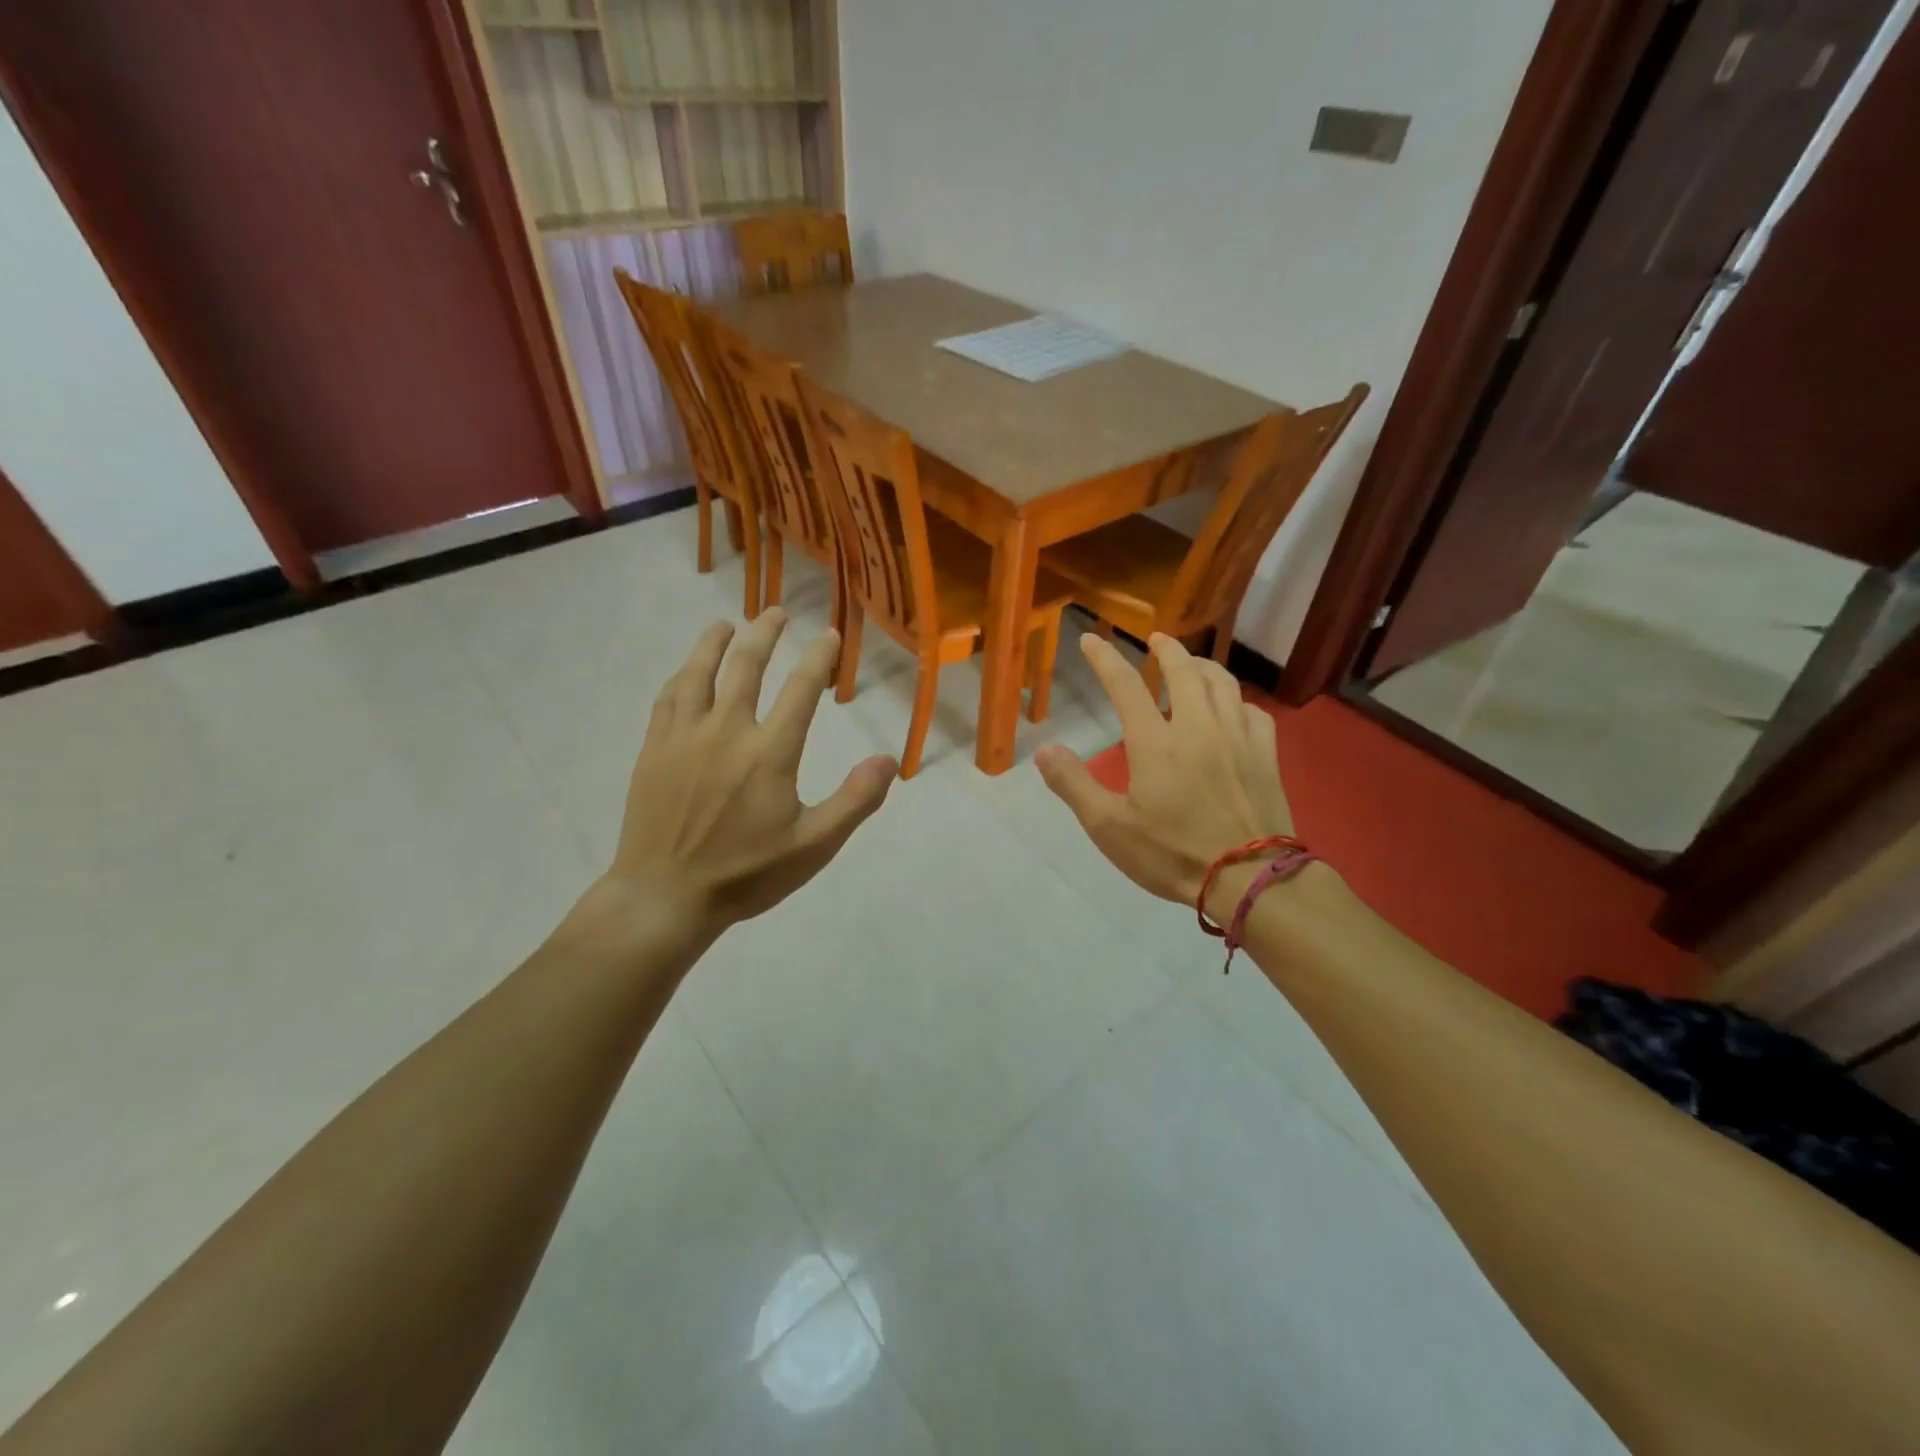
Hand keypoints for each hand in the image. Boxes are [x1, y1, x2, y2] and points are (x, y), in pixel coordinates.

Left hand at [600, 610, 897, 942]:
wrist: (665, 896)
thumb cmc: (746, 874)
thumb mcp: (814, 846)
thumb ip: (854, 800)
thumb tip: (888, 760)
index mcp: (769, 752)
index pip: (801, 689)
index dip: (818, 658)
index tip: (829, 635)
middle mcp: (727, 731)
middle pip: (746, 666)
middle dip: (764, 634)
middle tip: (776, 612)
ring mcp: (685, 737)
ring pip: (699, 673)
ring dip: (715, 643)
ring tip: (726, 624)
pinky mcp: (655, 750)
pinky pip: (668, 699)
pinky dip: (682, 677)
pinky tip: (686, 672)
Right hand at [1035, 633, 1291, 911]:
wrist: (1248, 878)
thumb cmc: (1172, 854)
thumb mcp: (1108, 827)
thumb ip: (1073, 785)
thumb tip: (1044, 749)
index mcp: (1155, 742)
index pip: (1125, 685)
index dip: (1105, 659)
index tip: (1091, 639)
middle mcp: (1197, 726)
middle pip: (1183, 670)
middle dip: (1166, 649)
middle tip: (1155, 639)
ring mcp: (1237, 737)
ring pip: (1222, 682)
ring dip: (1202, 665)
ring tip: (1191, 664)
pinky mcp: (1265, 754)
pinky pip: (1252, 711)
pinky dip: (1236, 700)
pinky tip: (1231, 708)